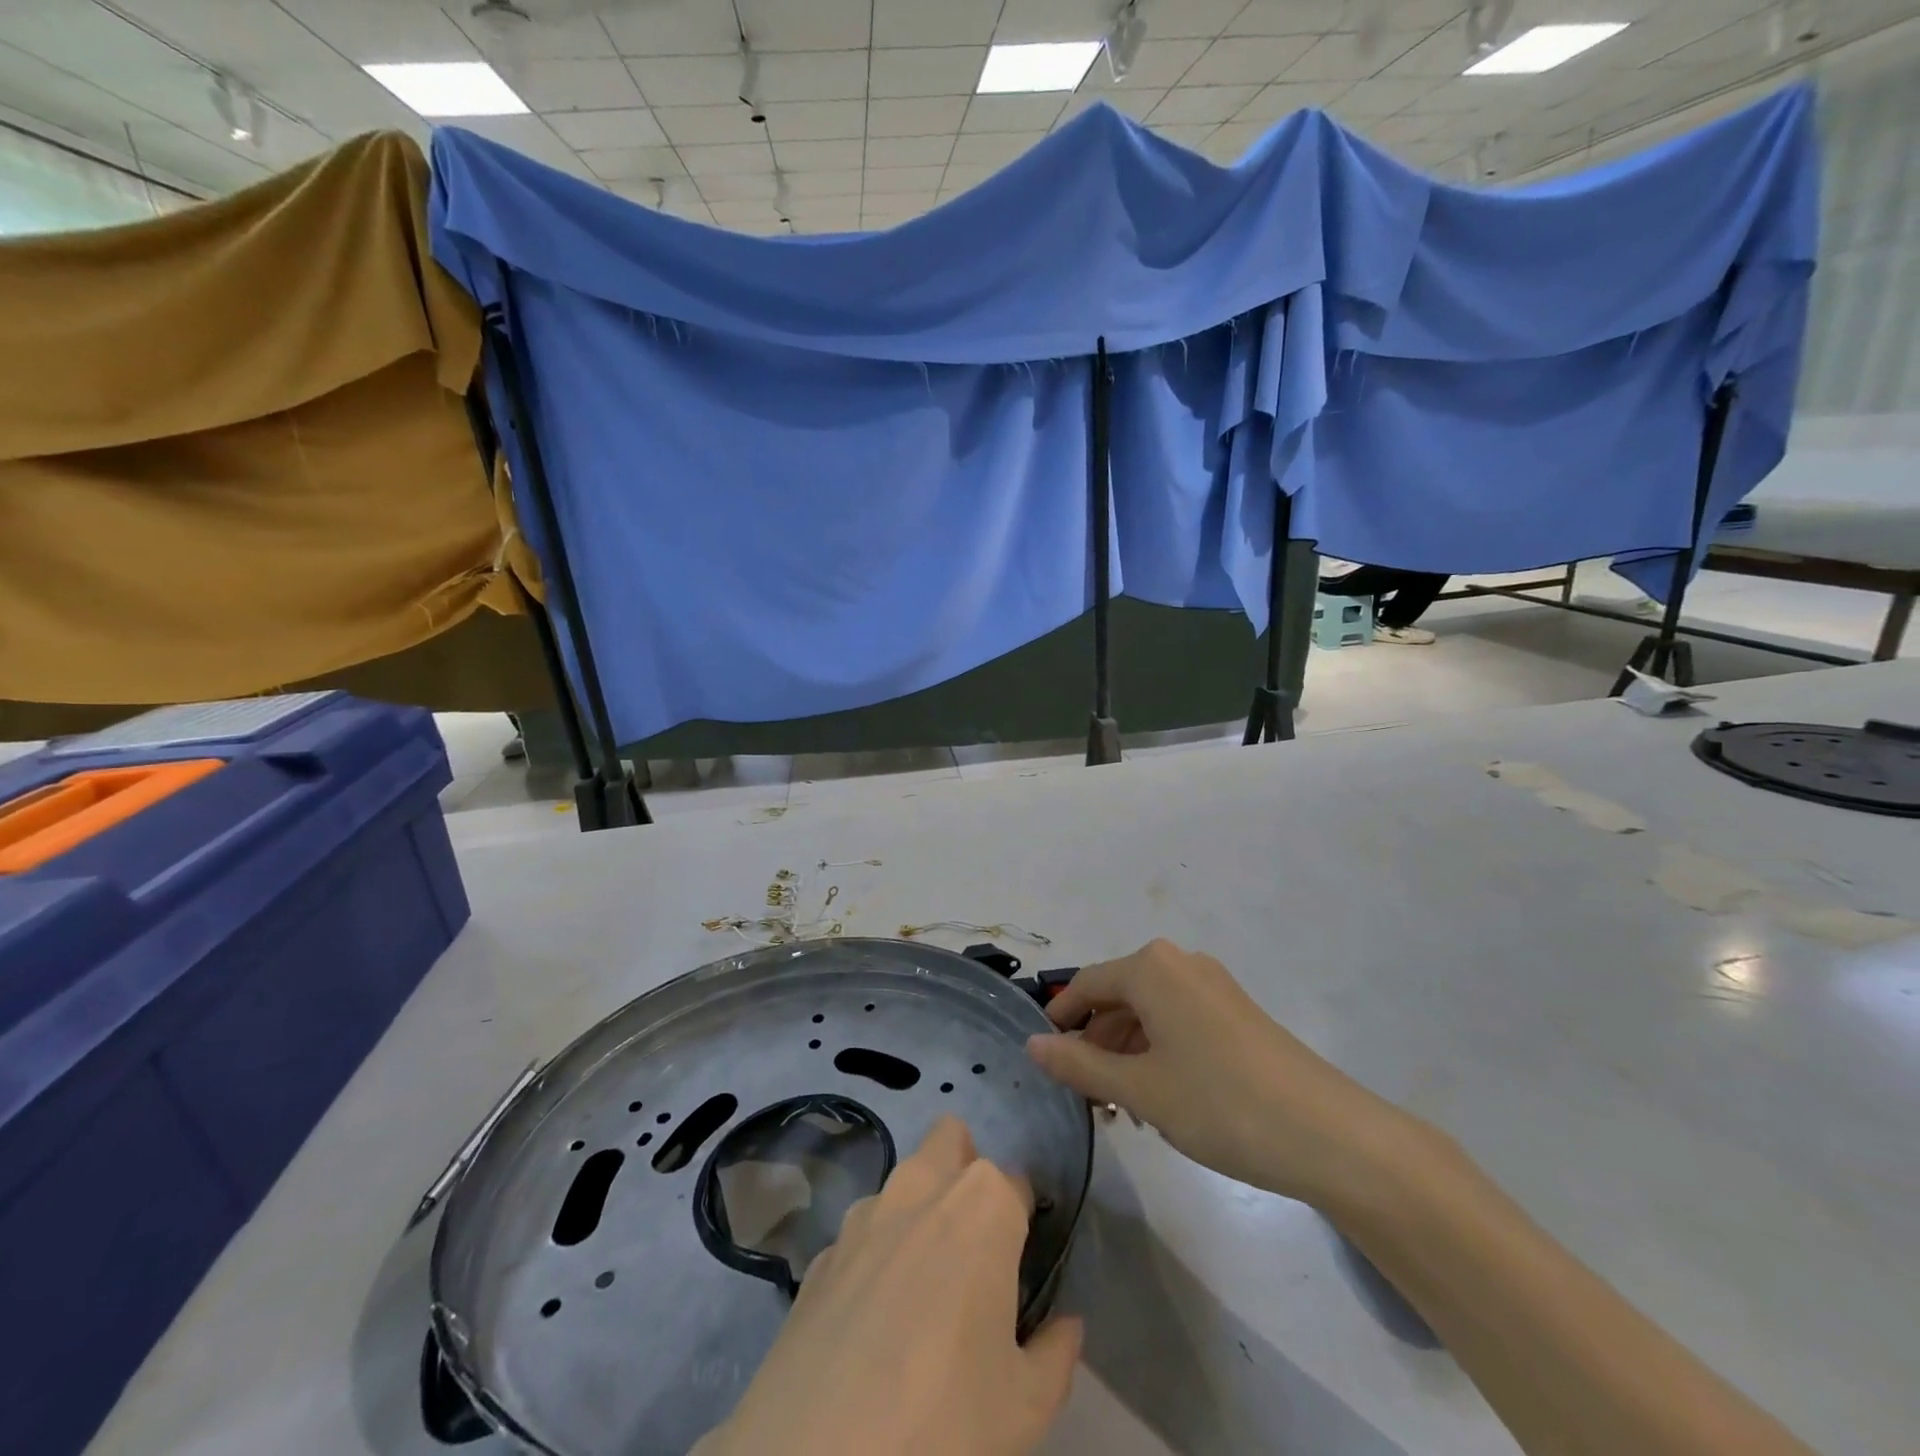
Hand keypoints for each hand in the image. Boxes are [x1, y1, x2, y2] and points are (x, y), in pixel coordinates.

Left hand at [700, 1117, 1081, 1455]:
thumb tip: (1066, 1326)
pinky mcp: (823, 1250)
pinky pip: (862, 1233)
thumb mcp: (1026, 1404)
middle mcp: (922, 1186)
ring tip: (921, 1288)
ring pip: (903, 1181)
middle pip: (951, 1139)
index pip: (1019, 1184)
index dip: (1023, 1222)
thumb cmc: (946, 1417)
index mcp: (983, 1203)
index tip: (1020, 1267)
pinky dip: (875, 1255)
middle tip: (973, 1245)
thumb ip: (1056, 1352)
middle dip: (965, 1171)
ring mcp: (864, 1213)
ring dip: (918, 1210)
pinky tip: (872, 1319)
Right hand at [1025, 939, 1418, 1206]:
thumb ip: (1079, 1065)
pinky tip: (1162, 1098)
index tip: (1044, 1058)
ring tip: (1123, 1109)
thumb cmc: (1219, 1102)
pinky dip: (1159, 1052)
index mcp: (1150, 968)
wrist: (1327, 1133)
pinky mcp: (1236, 1011)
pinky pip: (1179, 1020)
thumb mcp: (1139, 1089)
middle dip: (1096, 1044)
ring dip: (1127, 1053)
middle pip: (1119, 997)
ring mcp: (1213, 985)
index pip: (1086, 985)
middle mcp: (1180, 963)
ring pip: (1149, 1012)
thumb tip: (1032, 1044)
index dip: (1060, 1020)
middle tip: (1086, 1097)